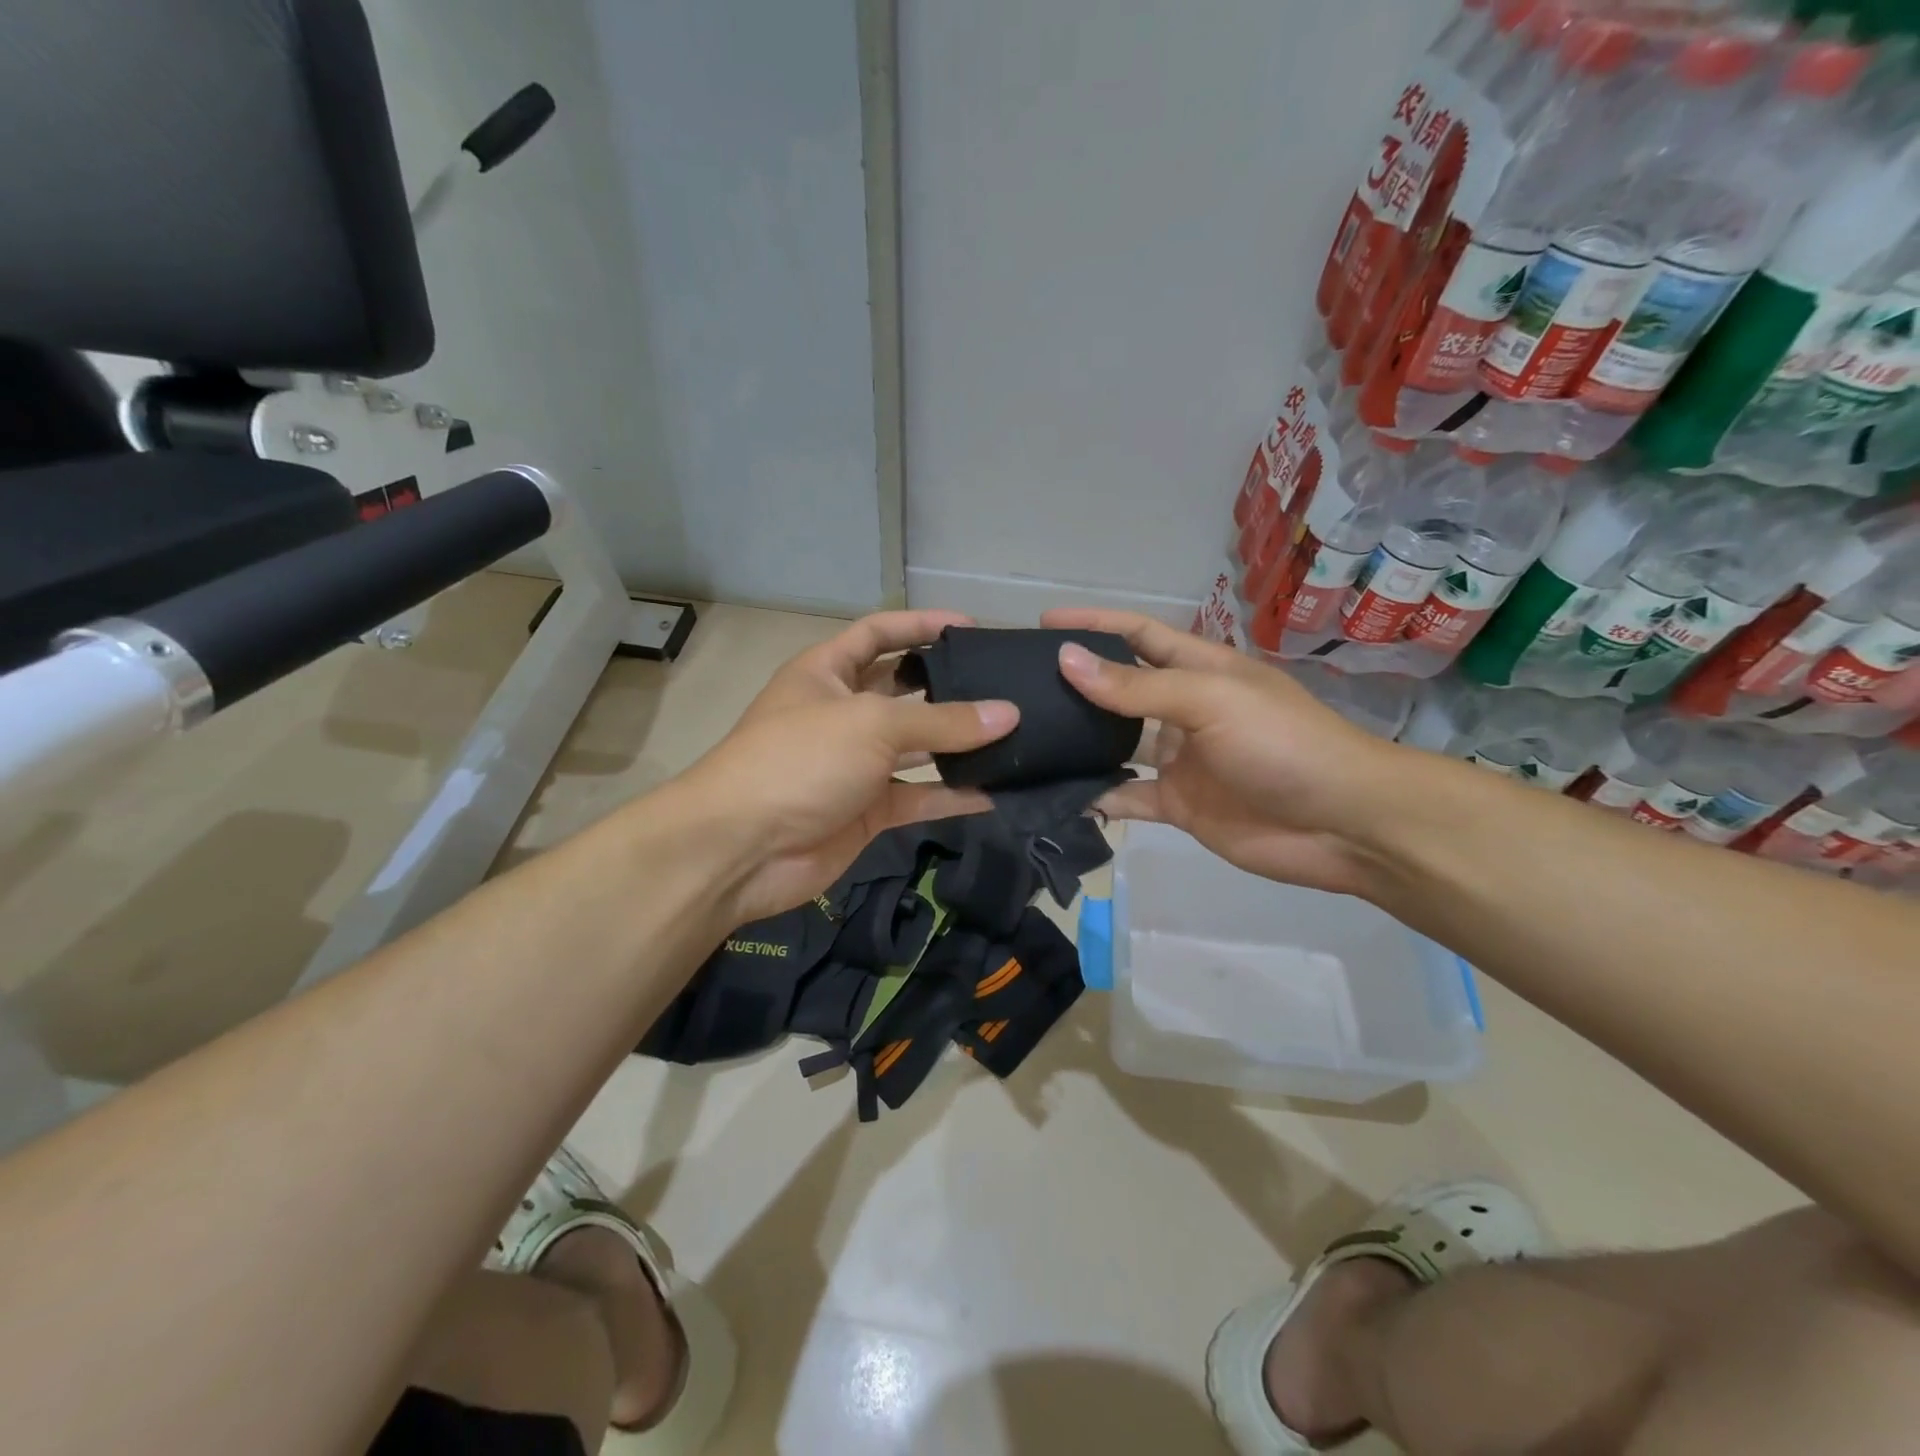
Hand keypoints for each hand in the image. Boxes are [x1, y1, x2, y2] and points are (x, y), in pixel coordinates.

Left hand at [675, 611, 1017, 923]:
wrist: (742, 849)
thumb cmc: (800, 760)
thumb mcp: (872, 724)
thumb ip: (943, 720)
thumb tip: (1008, 714)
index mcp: (827, 673)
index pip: (878, 633)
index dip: (920, 624)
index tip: (970, 627)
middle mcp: (842, 713)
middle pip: (903, 690)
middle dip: (948, 687)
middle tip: (1003, 686)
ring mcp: (855, 764)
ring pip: (916, 747)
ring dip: (958, 745)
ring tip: (1012, 736)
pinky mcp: (867, 810)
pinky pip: (918, 795)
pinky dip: (952, 796)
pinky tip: (995, 792)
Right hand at [1042, 609, 1395, 895]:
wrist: (1342, 823)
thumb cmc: (1281, 743)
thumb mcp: (1209, 700)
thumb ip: (1136, 686)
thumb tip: (1066, 660)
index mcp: (1199, 670)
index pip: (1138, 636)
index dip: (1095, 625)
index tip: (1044, 624)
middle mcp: (1185, 710)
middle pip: (1121, 690)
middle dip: (1078, 685)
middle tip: (1022, 688)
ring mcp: (1181, 760)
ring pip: (1117, 745)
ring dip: (1081, 743)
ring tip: (1029, 740)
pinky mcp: (1179, 805)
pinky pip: (1128, 797)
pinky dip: (1099, 798)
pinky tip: (1061, 797)